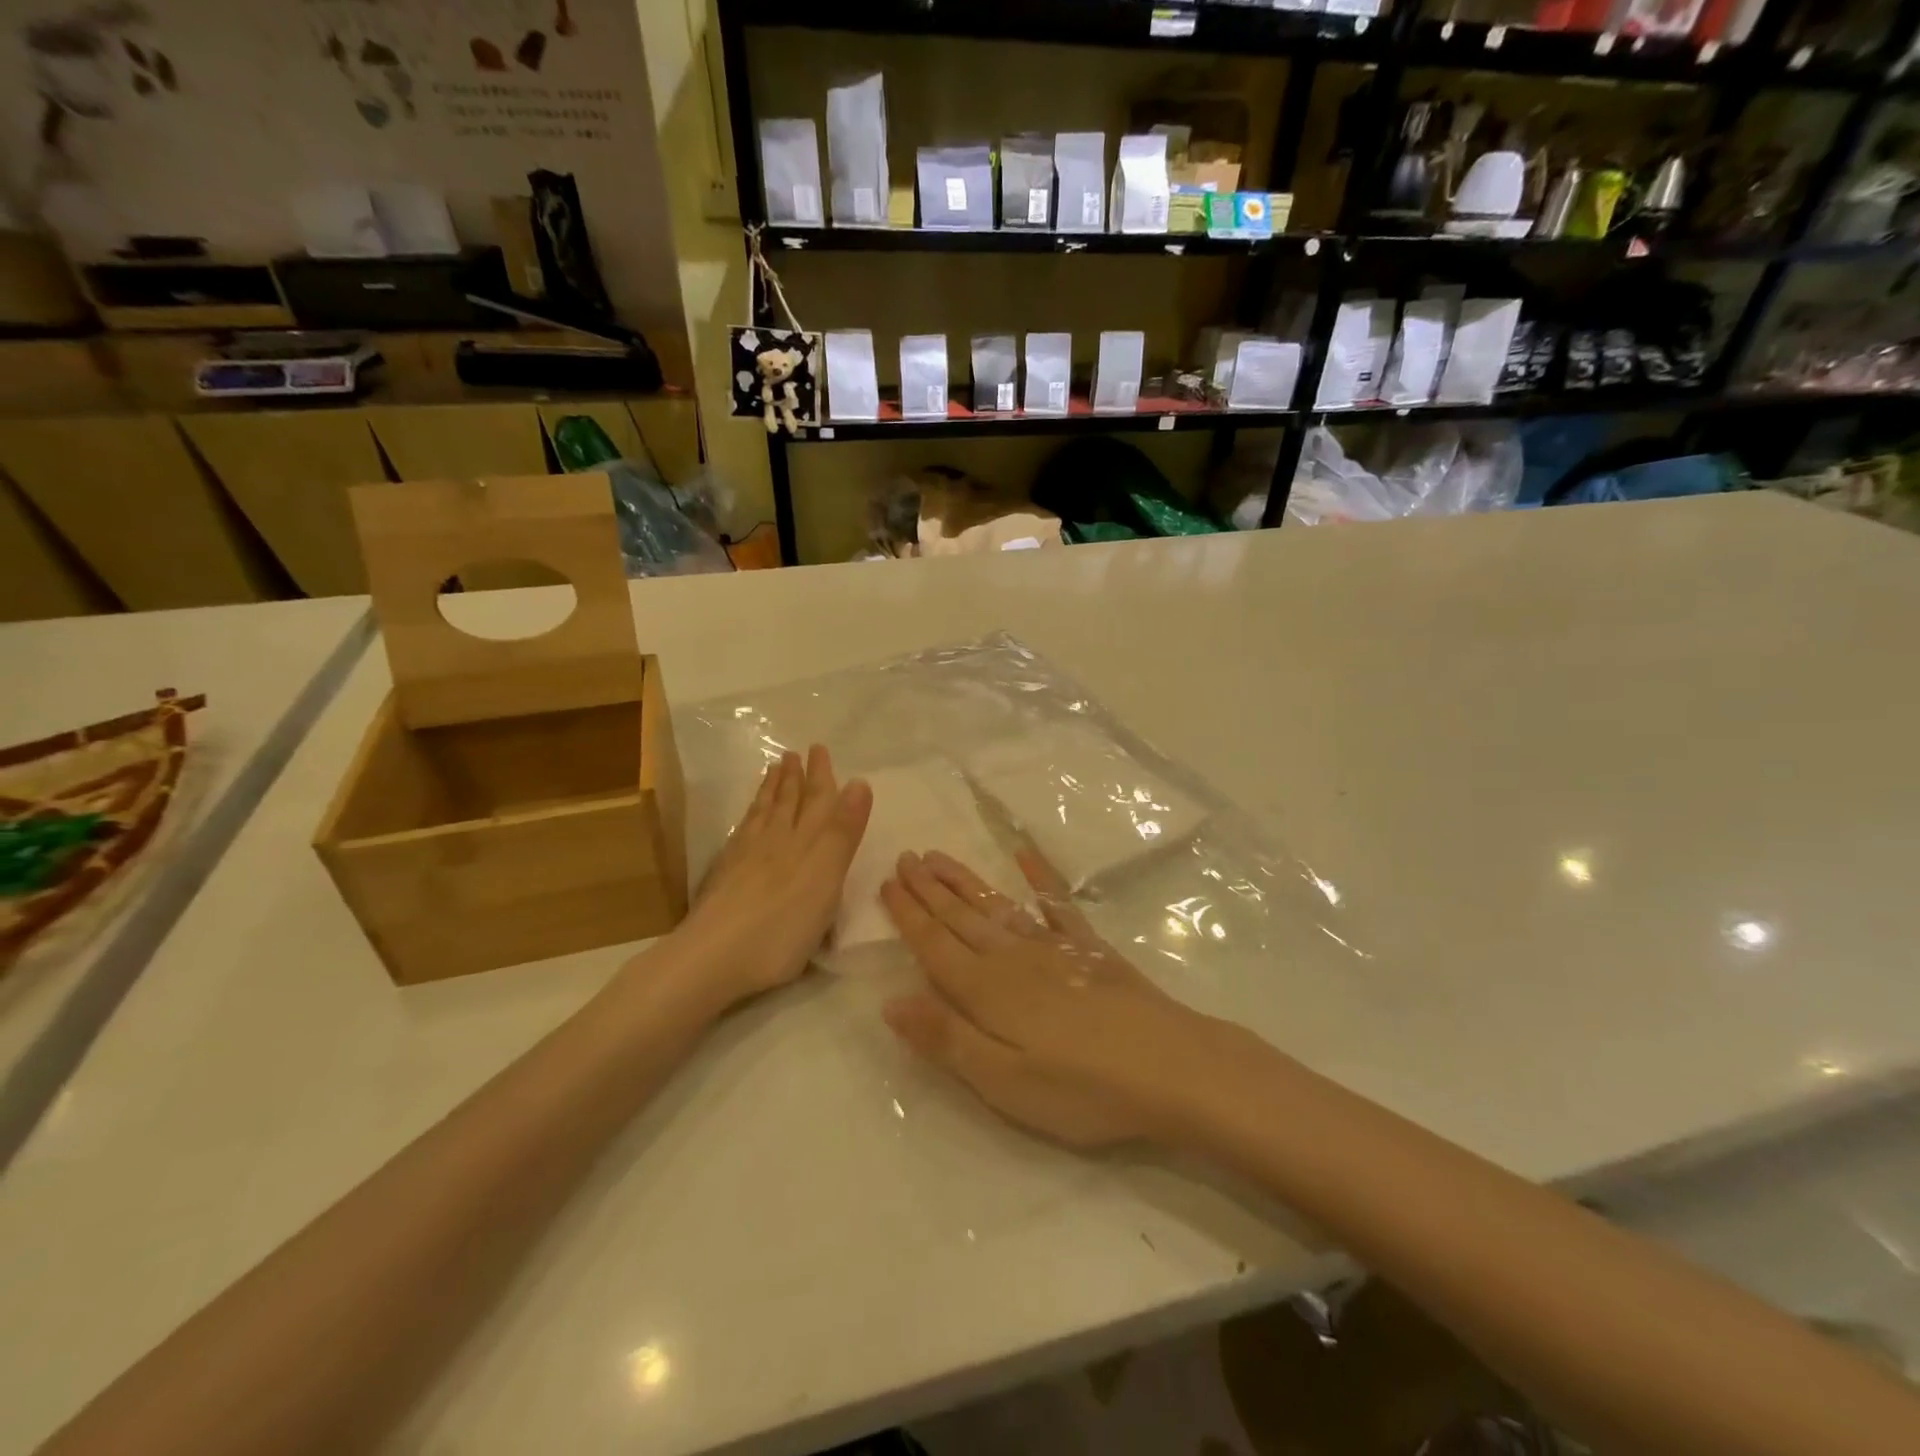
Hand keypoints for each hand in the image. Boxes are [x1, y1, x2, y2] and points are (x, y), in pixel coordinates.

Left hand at [669, 746, 870, 1010]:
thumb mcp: (827, 878)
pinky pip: (742, 832)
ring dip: (771, 791)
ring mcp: (746, 857)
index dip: (821, 776)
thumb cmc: (783, 924)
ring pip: (763, 814)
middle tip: (794, 753)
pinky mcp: (726, 876)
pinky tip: (748, 817)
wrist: (714, 955)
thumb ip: (842, 831)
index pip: (817, 801)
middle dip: (795, 778)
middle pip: (788, 803)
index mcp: (806, 843)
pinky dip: (750, 816)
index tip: (819, 749)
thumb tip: (859, 782)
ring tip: (773, 771)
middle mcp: (775, 841)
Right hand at [880, 850, 1224, 1147]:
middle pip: (961, 917)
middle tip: (905, 857)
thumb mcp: (1003, 1081)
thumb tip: (889, 1002)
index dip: (908, 915)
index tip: (886, 883)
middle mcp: (1013, 957)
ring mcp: (1053, 947)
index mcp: (986, 990)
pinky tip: (1025, 857)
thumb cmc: (1081, 1088)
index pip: (934, 945)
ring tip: (939, 857)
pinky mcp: (1090, 949)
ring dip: (964, 881)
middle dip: (929, 888)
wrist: (1169, 1068)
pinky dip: (1039, 878)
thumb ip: (946, 1038)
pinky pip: (1057, 904)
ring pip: (996, 906)